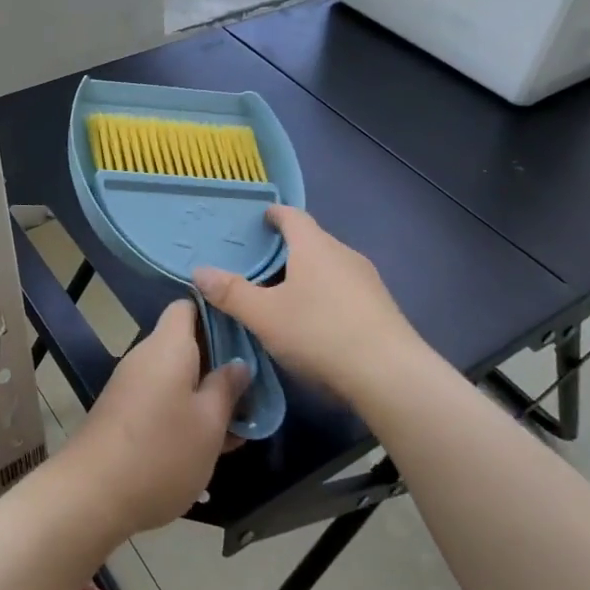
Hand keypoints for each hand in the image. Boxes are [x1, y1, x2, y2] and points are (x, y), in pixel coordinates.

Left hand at [59, 301, 248, 538]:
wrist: (92, 495)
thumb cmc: (161, 452)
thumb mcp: (209, 423)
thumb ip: (227, 388)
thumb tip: (238, 363)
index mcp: (168, 346)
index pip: (188, 306)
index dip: (218, 313)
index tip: (247, 335)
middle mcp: (146, 357)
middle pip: (186, 343)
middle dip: (220, 363)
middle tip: (255, 388)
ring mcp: (132, 385)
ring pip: (177, 376)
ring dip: (206, 394)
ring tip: (241, 424)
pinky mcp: (125, 412)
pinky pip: (163, 399)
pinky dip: (186, 412)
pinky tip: (210, 445)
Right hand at [193, 206, 426, 404]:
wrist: (390, 375)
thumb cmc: (319, 332)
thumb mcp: (264, 315)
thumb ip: (231, 292)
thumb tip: (199, 270)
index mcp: (314, 246)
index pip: (292, 216)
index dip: (274, 214)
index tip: (259, 219)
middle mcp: (344, 254)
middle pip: (312, 241)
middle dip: (287, 249)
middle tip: (259, 264)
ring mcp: (368, 281)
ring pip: (330, 267)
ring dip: (307, 274)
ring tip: (283, 295)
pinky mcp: (381, 308)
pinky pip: (345, 290)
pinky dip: (325, 296)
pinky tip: (315, 322)